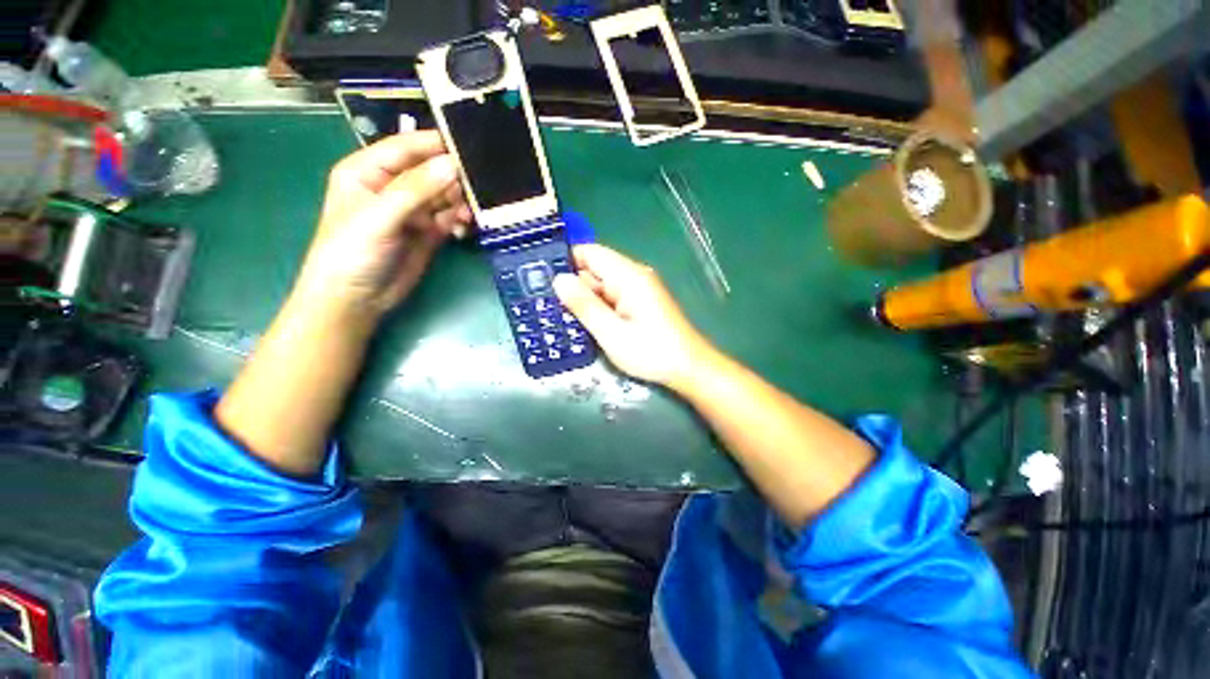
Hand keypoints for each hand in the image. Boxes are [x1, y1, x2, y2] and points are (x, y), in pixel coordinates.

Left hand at [295, 131, 471, 319]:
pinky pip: (451, 218)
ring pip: (445, 196)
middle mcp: (393, 187)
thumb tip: (453, 165)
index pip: (406, 147)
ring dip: (460, 202)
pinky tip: (464, 228)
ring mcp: (413, 211)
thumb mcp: (380, 216)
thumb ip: (416, 190)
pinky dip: (460, 221)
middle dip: (454, 177)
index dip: (435, 143)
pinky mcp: (429, 232)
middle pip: (431, 171)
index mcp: (369, 171)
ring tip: (469, 214)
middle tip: (480, 186)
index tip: (469, 144)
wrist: (357, 299)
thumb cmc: (352, 252)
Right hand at [553, 244, 714, 389]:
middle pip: (594, 270)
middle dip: (570, 284)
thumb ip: (584, 305)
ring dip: (582, 299)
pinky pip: (611, 298)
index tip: (539, 275)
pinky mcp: (639, 304)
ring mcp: (638, 290)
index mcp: (628, 276)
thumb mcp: (611, 332)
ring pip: (601, 286)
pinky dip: (596, 307)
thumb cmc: (651, 352)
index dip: (565, 260)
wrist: (688, 369)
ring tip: (554, 313)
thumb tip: (559, 279)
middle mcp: (633, 276)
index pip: (590, 252)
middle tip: (541, 301)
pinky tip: (581, 322)